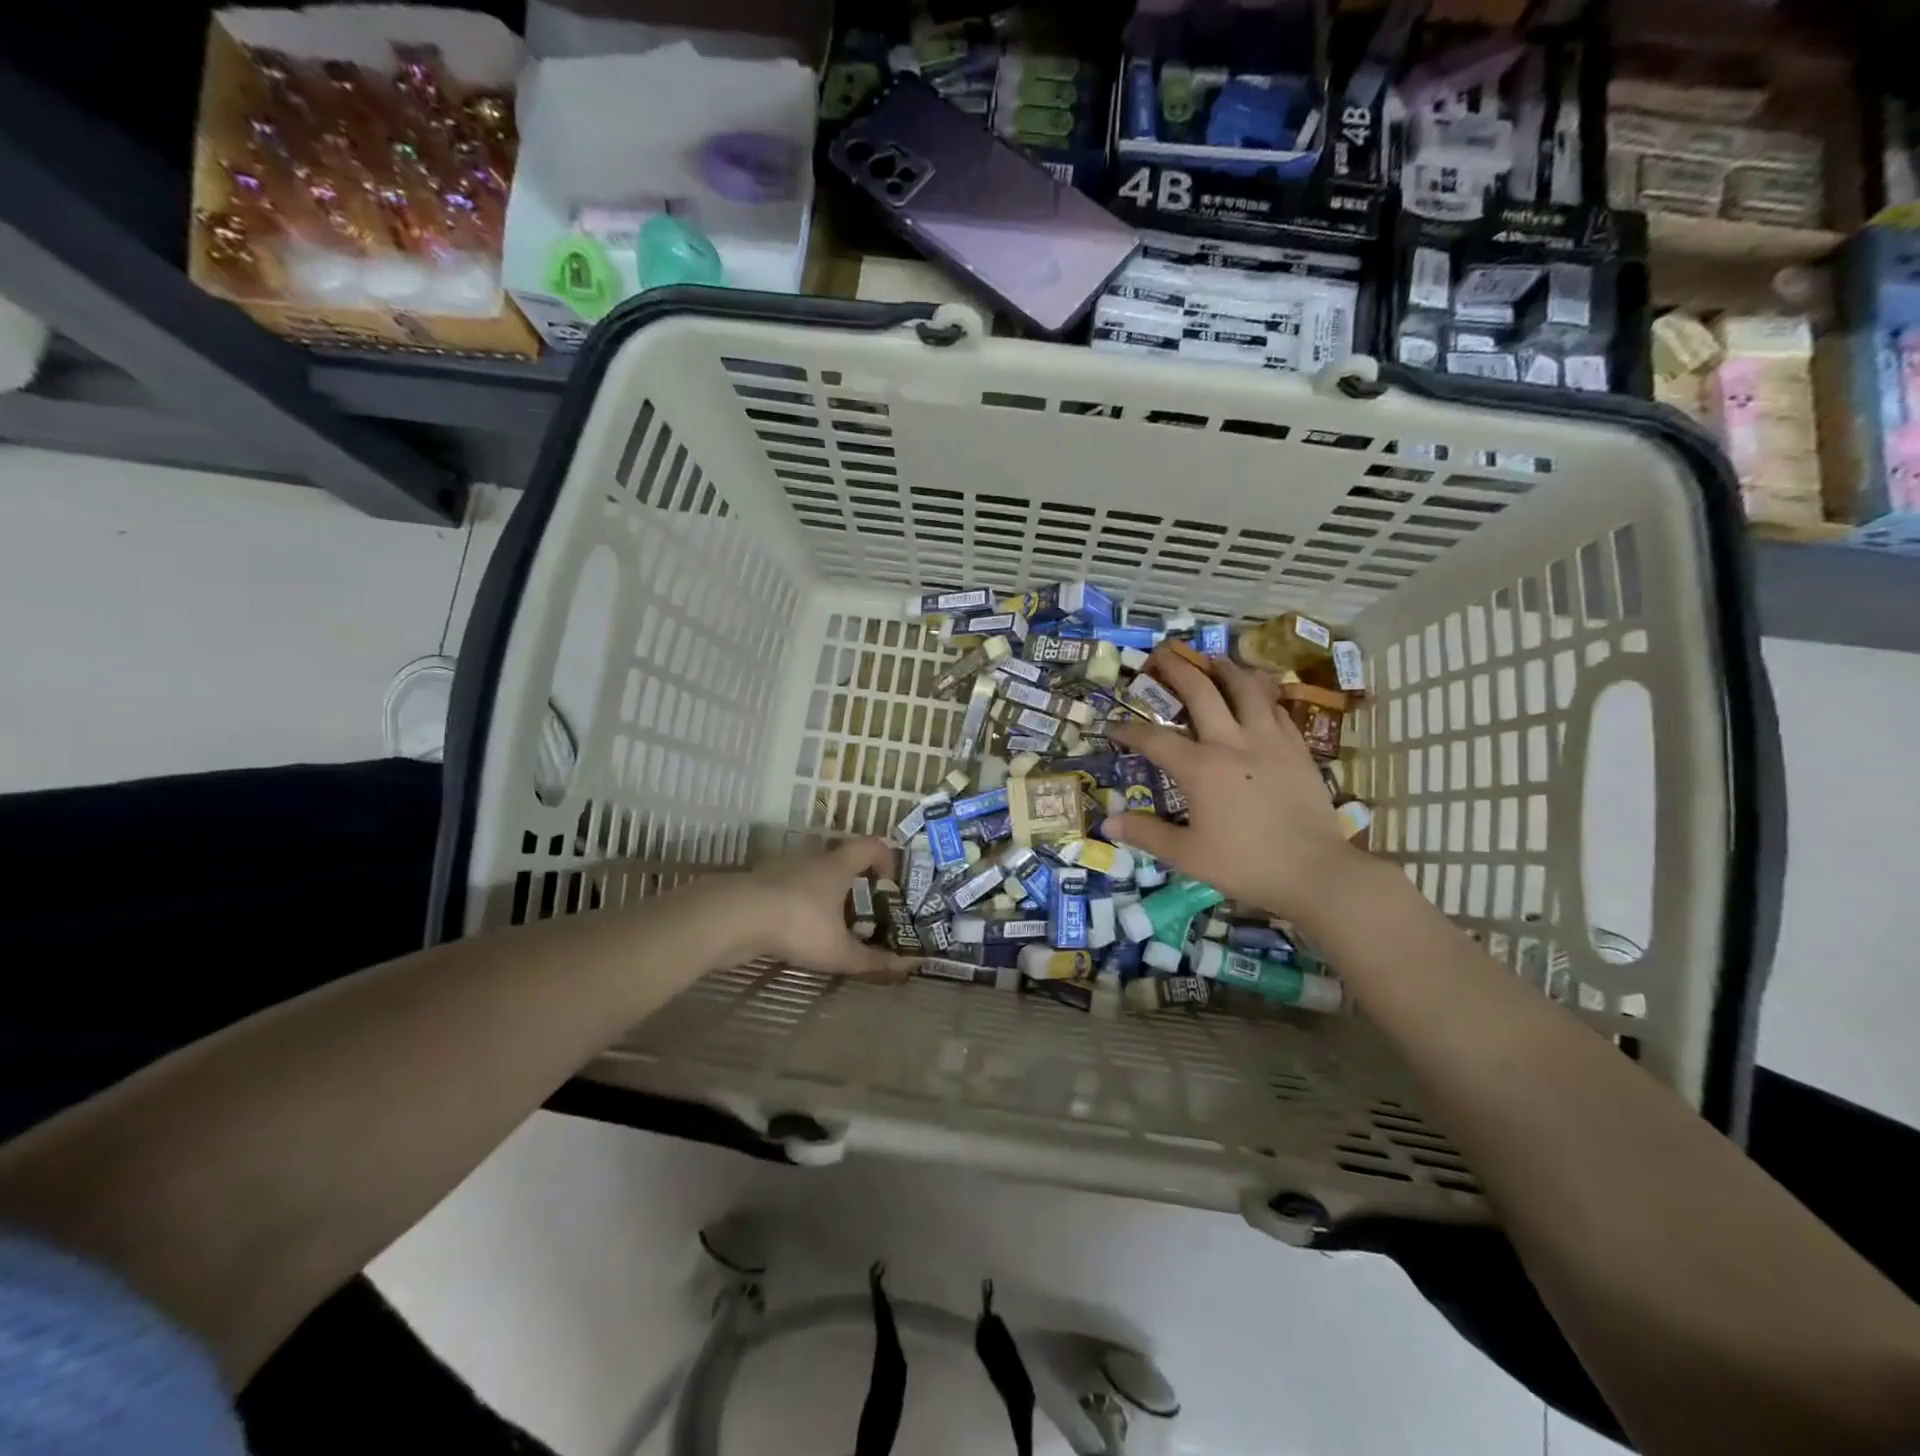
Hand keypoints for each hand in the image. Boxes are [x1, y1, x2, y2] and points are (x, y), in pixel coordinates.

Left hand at [738, 838, 916, 980]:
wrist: (734, 916)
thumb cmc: (798, 923)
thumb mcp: (838, 950)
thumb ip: (872, 960)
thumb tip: (908, 966)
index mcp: (838, 864)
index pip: (871, 845)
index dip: (886, 858)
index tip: (889, 882)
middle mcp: (812, 858)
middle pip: (841, 860)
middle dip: (854, 883)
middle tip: (861, 912)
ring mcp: (782, 868)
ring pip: (812, 874)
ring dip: (823, 894)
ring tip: (827, 925)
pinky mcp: (759, 883)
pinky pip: (787, 888)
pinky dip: (796, 903)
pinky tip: (794, 931)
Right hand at [1102, 654, 1363, 928]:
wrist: (1315, 872)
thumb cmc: (1246, 864)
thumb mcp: (1187, 855)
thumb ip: (1146, 834)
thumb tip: (1108, 823)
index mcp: (1200, 768)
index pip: (1154, 739)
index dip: (1128, 731)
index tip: (1112, 726)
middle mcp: (1232, 742)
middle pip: (1201, 692)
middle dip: (1177, 670)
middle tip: (1162, 654)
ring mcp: (1270, 740)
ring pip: (1247, 688)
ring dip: (1226, 669)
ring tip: (1214, 659)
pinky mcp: (1297, 748)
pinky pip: (1277, 709)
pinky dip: (1262, 695)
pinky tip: (1258, 695)